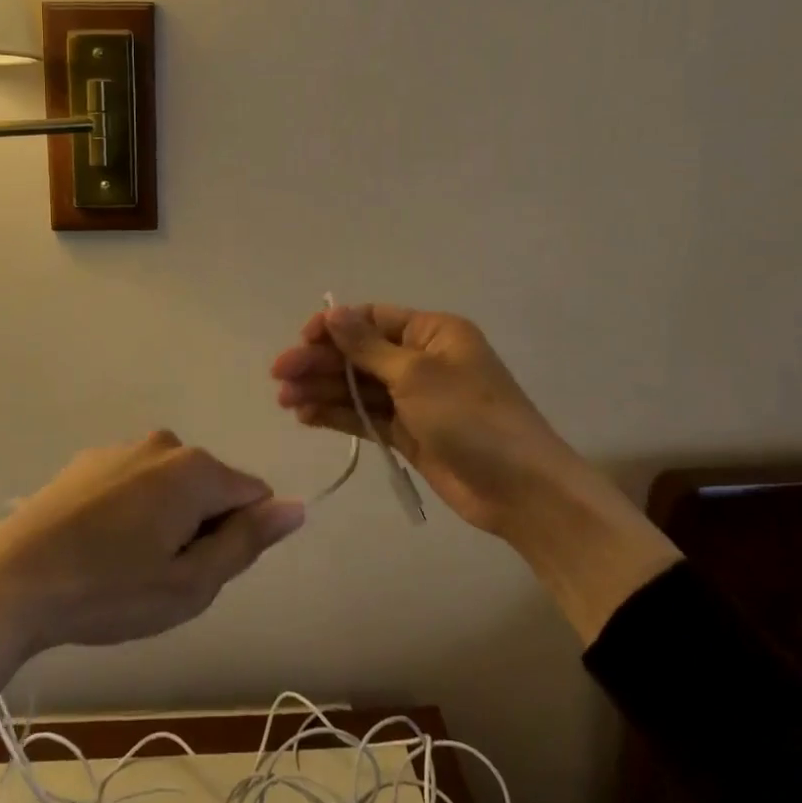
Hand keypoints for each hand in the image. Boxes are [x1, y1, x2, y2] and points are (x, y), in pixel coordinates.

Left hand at [0, 432, 303, 765]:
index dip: (237, 540)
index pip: (253, 496)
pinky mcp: (89, 461)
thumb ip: (247, 541)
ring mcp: (123, 448)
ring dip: (165, 523)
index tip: (198, 572)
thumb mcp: (189, 584)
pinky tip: (97, 548)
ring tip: (125, 568)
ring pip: (172, 488)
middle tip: (160, 578)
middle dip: (200, 529)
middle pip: (211, 489)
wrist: (11, 581)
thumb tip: (296, 507)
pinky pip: (136, 484)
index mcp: (195, 469)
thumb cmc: (109, 590)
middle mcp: (164, 443)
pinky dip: (132, 513)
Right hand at [270, 303, 681, 644]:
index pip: (373, 319)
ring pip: (360, 387)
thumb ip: (367, 346)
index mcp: (433, 333)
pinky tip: (307, 417)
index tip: (300, 341)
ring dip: (323, 390)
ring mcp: (416, 399)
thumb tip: (332, 311)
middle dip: (320, 363)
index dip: (334, 327)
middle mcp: (423, 360)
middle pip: (361, 354)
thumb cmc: (472, 419)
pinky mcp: (410, 433)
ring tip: (285, 402)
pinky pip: (367, 416)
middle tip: (279, 377)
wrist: (522, 491)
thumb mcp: (417, 375)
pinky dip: (339, 415)